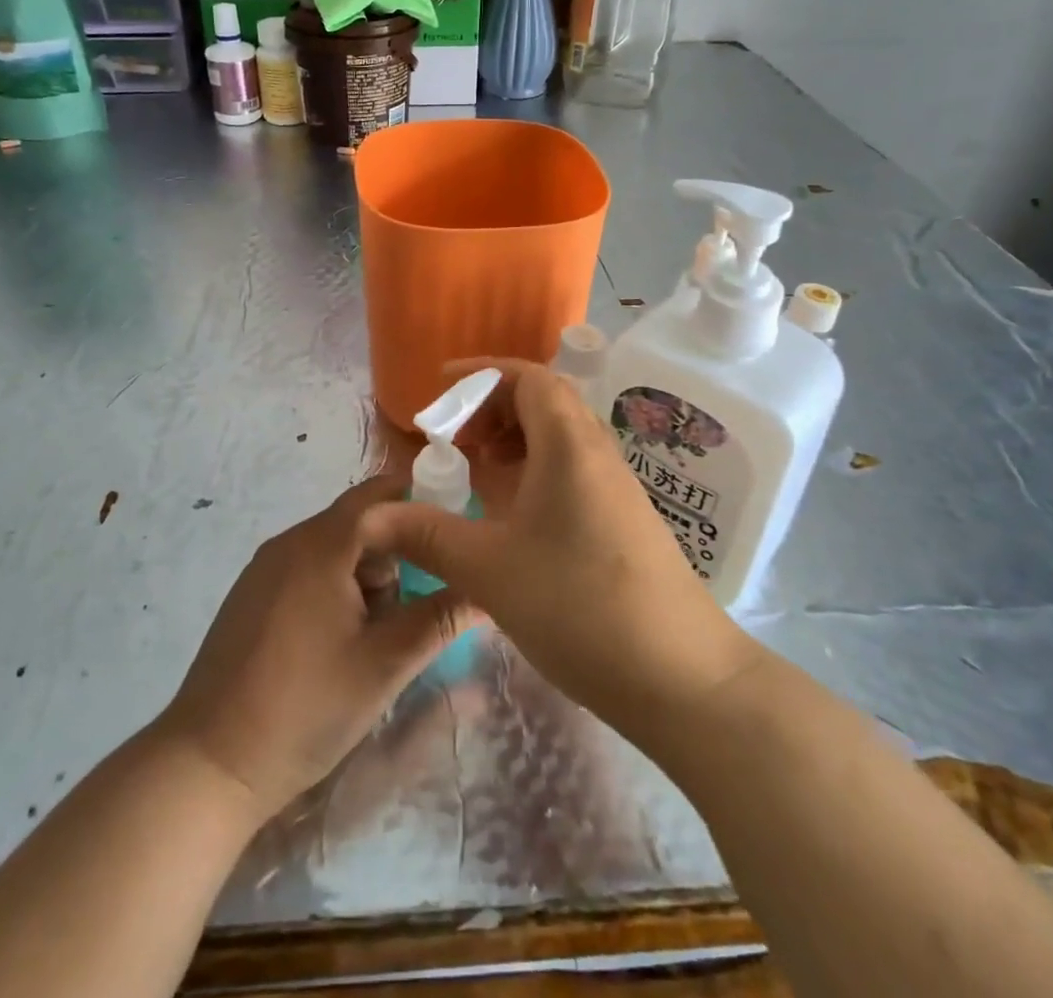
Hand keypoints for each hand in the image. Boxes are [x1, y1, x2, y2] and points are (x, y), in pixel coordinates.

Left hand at [155, 474, 480, 821]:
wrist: (209, 764)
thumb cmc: (304, 708)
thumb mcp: (384, 665)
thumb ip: (439, 619)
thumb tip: (488, 590)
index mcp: (321, 545)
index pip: (381, 496)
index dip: (422, 504)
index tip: (457, 531)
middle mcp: (289, 542)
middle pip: (358, 521)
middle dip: (398, 549)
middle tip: (426, 595)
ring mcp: (265, 568)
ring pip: (334, 547)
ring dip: (368, 572)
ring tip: (385, 628)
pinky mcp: (252, 595)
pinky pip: (308, 568)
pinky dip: (338, 585)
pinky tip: (343, 638)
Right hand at [379, 360, 759, 736]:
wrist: (683, 678)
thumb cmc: (581, 607)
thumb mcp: (490, 570)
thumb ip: (428, 535)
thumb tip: (369, 519)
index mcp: (568, 445)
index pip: (528, 376)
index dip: (480, 373)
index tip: (438, 388)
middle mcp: (596, 452)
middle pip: (543, 400)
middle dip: (491, 407)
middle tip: (451, 439)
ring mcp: (614, 486)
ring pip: (558, 437)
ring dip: (512, 440)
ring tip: (474, 472)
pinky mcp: (621, 519)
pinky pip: (570, 470)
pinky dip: (532, 472)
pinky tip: (509, 515)